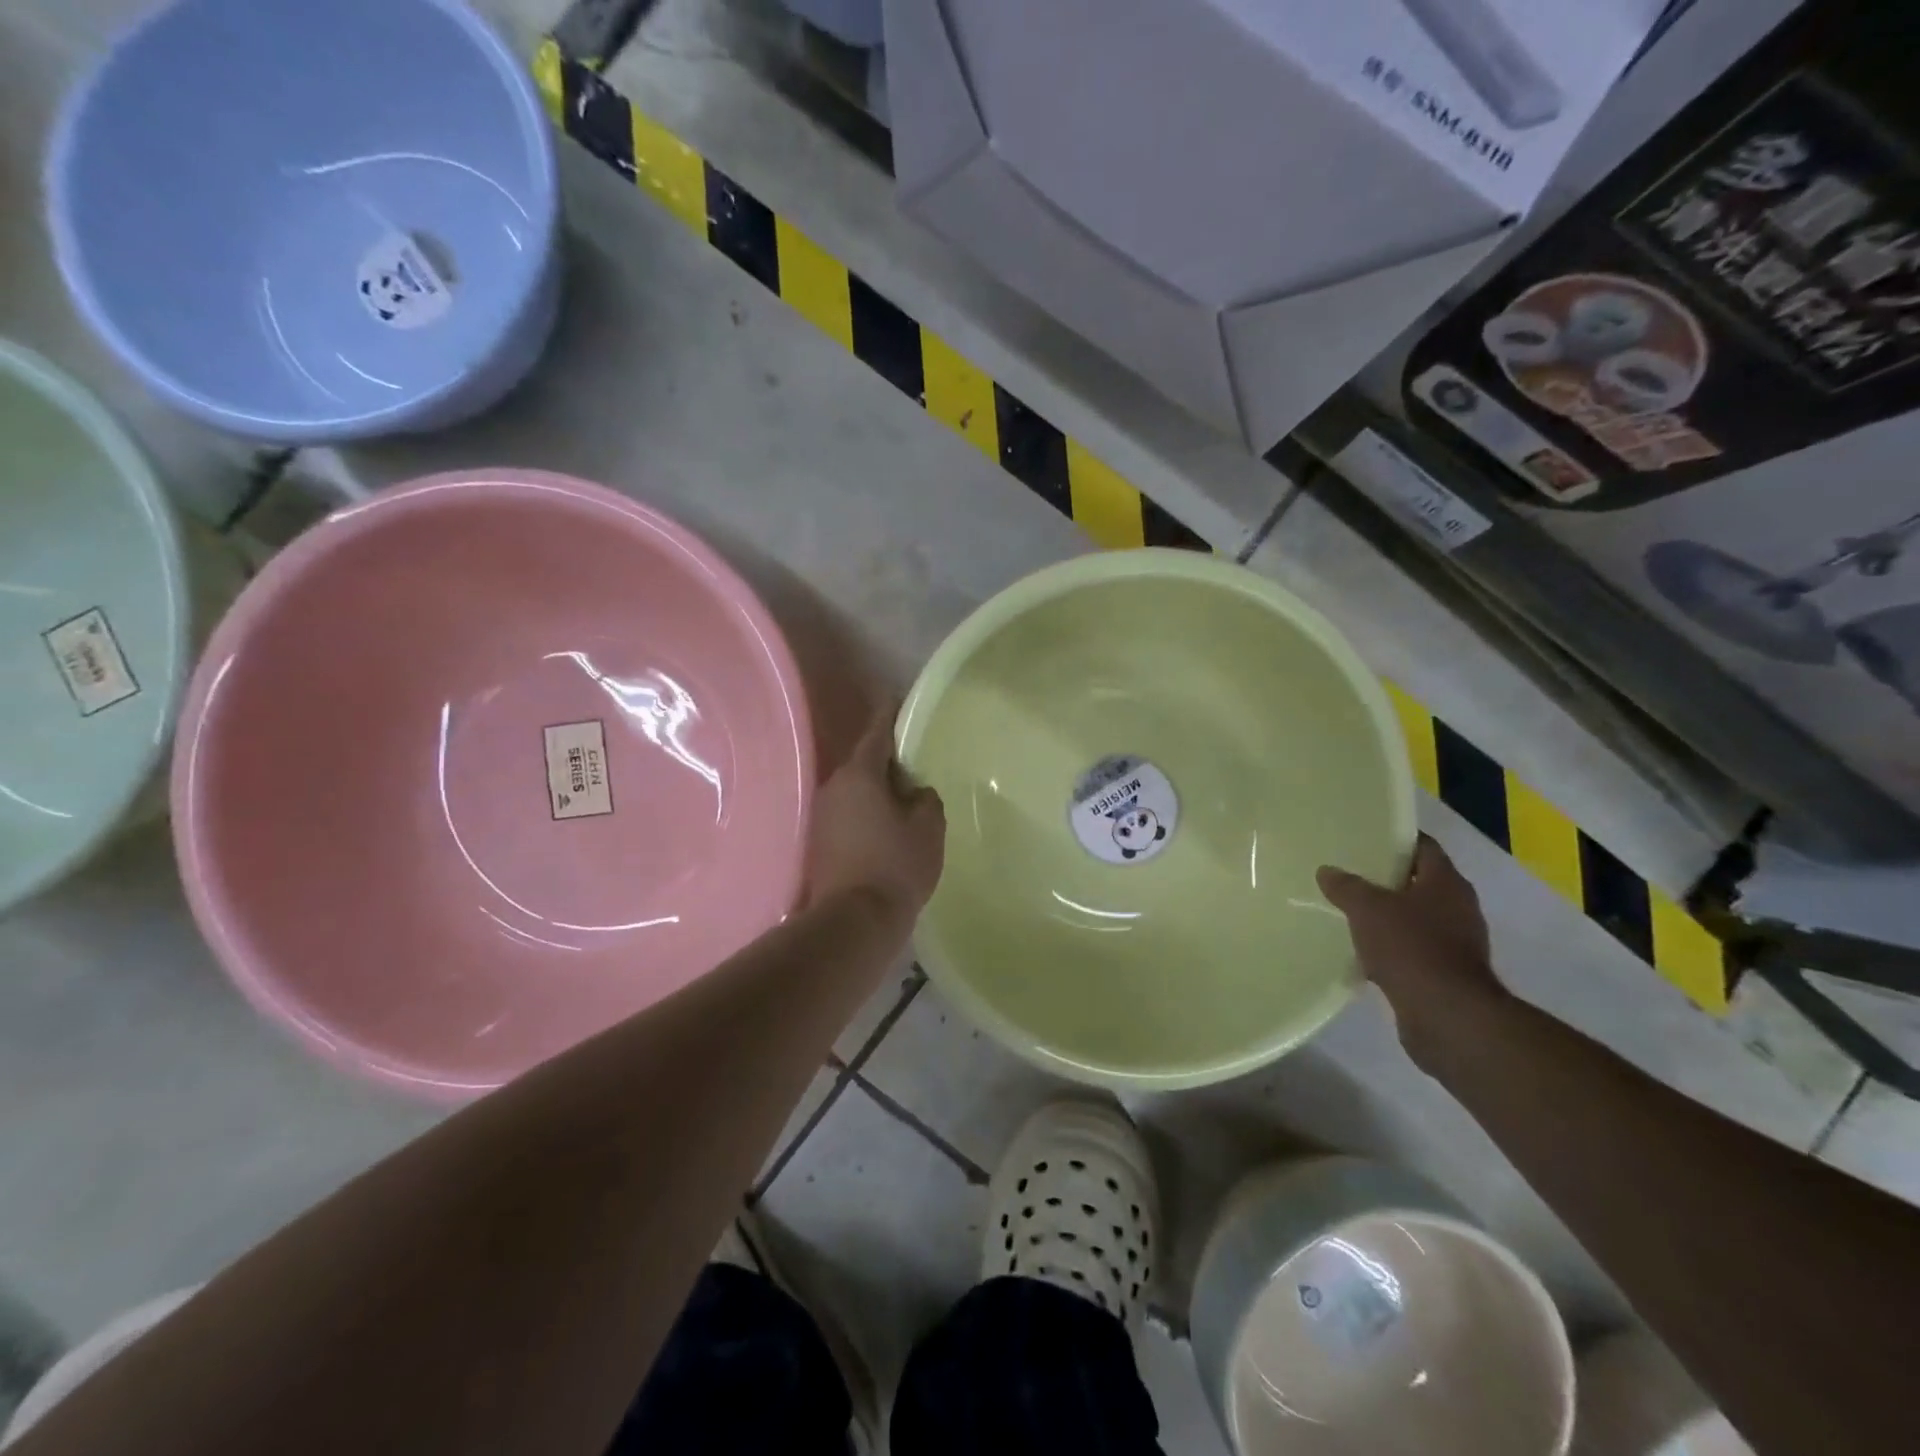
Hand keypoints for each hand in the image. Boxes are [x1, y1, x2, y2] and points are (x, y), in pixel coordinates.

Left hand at [806, 706, 945, 922]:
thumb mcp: (928, 827)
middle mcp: (834, 787)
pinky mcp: (819, 842)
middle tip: (915, 764)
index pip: (877, 731)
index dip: (891, 714)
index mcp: (860, 774)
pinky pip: (848, 814)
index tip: (899, 699)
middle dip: (887, 761)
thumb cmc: (897, 866)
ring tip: (903, 800)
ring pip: (855, 790)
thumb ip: (926, 799)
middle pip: (864, 762)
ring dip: (876, 791)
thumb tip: (915, 791)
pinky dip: (866, 813)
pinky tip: (884, 828)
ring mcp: (822, 815)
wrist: (855, 920)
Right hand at [1318, 836, 1499, 1063]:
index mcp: (1447, 883)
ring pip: (1416, 918)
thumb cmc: (1410, 947)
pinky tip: (1363, 950)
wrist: (1446, 1016)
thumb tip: (1327, 870)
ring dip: (1389, 915)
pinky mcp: (1447, 973)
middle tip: (1349, 873)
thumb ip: (1346, 886)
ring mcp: (1457, 943)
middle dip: (1387, 879)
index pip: (1424, 847)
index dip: (1396, 840)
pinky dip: (1392, 947)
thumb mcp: (1367, 908)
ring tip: (1350, 911)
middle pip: (1420, 882)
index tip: (1365, 837)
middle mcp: (1458, 908)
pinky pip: (1414, 949)